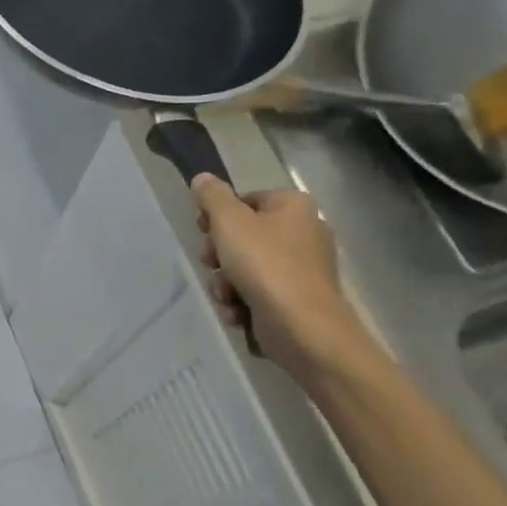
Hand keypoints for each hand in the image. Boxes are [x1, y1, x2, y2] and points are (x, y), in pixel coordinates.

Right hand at [191, 175, 366, 376]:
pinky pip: (259, 293)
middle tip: (212, 264)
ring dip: (226, 284)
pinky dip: (243, 303)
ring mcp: (303, 268)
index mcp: (293, 206)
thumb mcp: (229, 222)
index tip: (202, 232)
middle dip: (220, 256)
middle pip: (243, 237)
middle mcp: (304, 232)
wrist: (302, 327)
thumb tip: (202, 178)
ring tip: (227, 297)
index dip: (217, 216)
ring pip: (246, 268)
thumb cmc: (265, 265)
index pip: (245, 200)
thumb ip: (212, 197)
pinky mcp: (298, 299)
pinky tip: (238, 313)